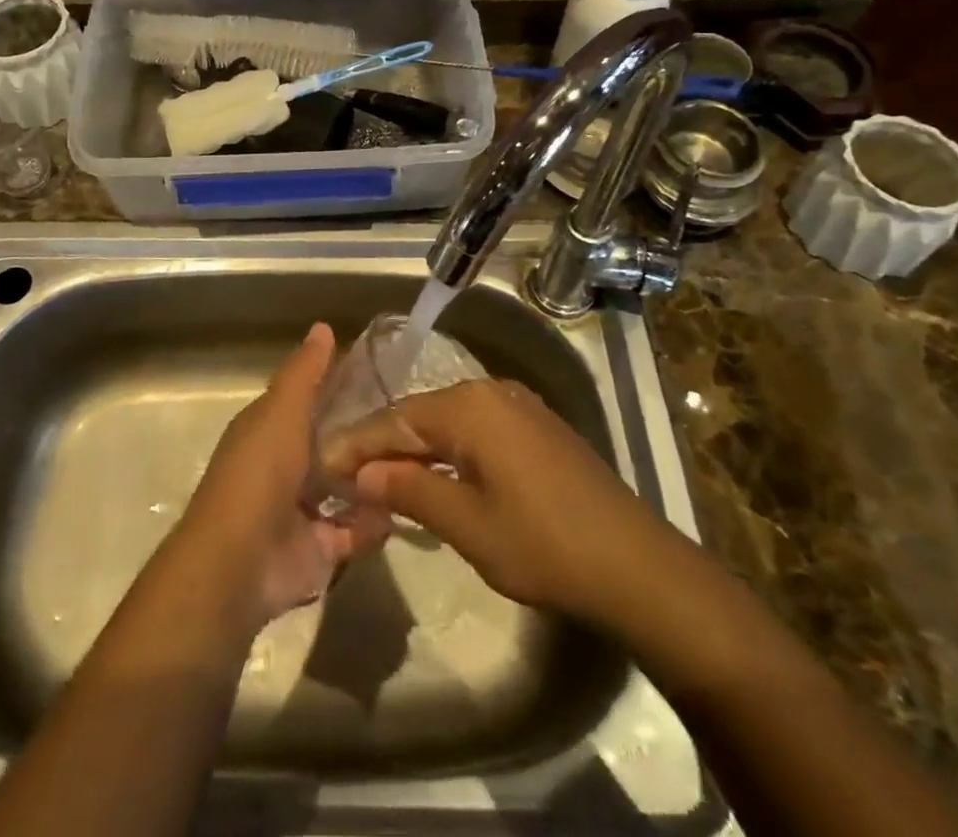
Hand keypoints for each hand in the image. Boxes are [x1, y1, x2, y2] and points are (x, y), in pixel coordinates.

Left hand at [174, 323, 390, 629]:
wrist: (239, 563)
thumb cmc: (258, 473)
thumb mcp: (281, 410)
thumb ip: (304, 372)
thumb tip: (323, 326)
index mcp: (270, 430)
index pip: (310, 400)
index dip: (340, 387)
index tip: (384, 375)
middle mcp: (285, 466)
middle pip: (332, 445)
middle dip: (365, 437)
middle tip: (412, 423)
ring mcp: (302, 510)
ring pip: (347, 488)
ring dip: (374, 479)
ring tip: (417, 461)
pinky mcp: (320, 550)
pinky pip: (356, 531)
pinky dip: (374, 523)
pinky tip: (403, 506)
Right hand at [323, 378, 670, 627]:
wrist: (636, 565)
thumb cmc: (543, 545)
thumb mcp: (468, 525)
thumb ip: (411, 489)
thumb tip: (363, 472)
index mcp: (470, 406)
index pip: (396, 419)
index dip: (357, 443)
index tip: (322, 463)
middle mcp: (491, 391)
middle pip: (421, 414)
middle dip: (383, 444)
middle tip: (346, 475)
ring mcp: (518, 406)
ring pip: (448, 421)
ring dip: (415, 448)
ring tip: (381, 478)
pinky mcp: (536, 427)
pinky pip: (476, 429)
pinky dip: (448, 451)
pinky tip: (434, 475)